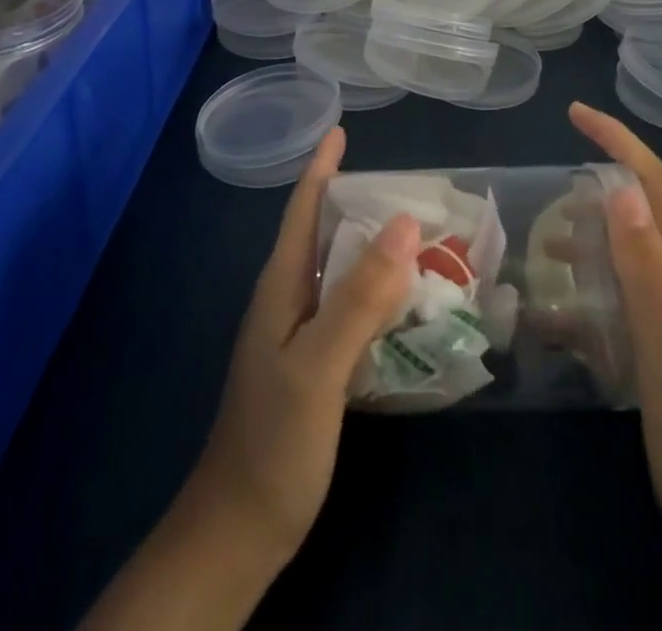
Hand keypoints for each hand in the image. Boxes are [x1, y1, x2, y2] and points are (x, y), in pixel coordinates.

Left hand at [190, 124, 418, 561]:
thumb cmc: (274, 441)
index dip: (322, 168)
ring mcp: (299, 335)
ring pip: (340, 273)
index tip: (341, 131)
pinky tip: (409, 302)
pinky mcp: (315, 366)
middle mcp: (288, 301)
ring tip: (422, 236)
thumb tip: (405, 222)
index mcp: (281, 286)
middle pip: (324, 234)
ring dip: (375, 249)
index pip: (302, 210)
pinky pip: (351, 310)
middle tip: (413, 188)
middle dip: (361, 203)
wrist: (239, 531)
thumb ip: (359, 296)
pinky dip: (379, 293)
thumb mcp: (319, 364)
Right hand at [569, 102, 661, 630]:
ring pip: (622, 260)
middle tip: (543, 190)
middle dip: (596, 183)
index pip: (654, 187)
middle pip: (638, 214)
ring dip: (584, 240)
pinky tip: (548, 322)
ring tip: (539, 245)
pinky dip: (579, 301)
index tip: (575, 114)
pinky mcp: (656, 363)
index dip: (618, 142)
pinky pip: (612, 311)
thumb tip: (620, 187)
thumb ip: (647, 271)